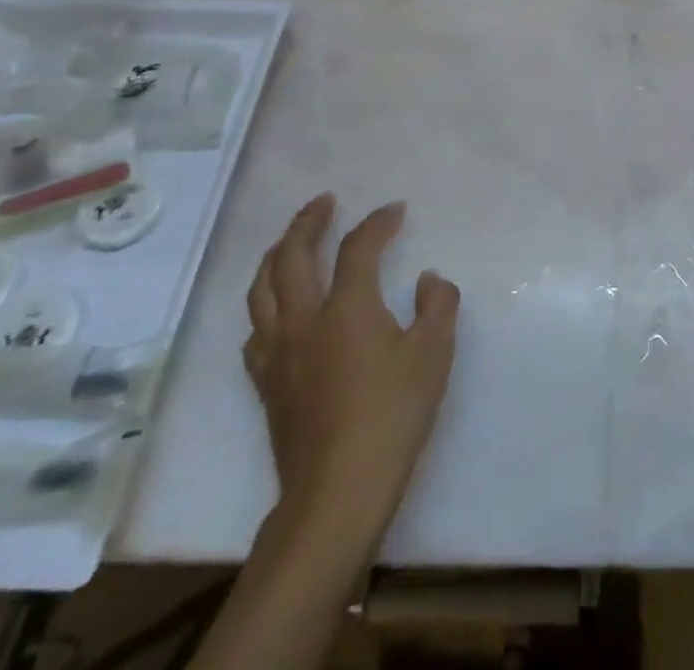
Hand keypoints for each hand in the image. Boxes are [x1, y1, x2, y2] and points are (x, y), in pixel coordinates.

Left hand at [244, 196, 458, 537]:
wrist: (336, 492)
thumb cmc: (392, 416)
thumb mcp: (434, 355)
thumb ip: (438, 305)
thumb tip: (427, 279)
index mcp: (347, 308)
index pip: (357, 248)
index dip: (377, 223)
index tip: (396, 210)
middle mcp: (304, 320)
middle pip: (291, 257)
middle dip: (308, 222)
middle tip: (324, 202)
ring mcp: (278, 353)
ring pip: (261, 289)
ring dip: (276, 255)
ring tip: (290, 241)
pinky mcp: (266, 383)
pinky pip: (256, 328)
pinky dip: (266, 302)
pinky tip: (278, 308)